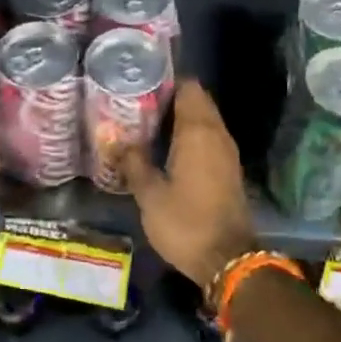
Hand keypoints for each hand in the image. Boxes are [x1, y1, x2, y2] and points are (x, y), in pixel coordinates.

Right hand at [120, 80, 256, 290]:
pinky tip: (165, 149)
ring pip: (204, 121)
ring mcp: (227, 152)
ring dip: (180, 119)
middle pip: (197, 102)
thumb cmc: (186, 223)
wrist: (228, 260)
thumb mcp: (150, 194)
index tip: (140, 84)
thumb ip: (132, 161)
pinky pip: (209, 140)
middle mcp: (217, 134)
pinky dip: (190, 137)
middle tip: (136, 105)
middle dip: (170, 99)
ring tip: (146, 124)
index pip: (189, 88)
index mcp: (198, 132)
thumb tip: (111, 137)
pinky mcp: (228, 170)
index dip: (166, 81)